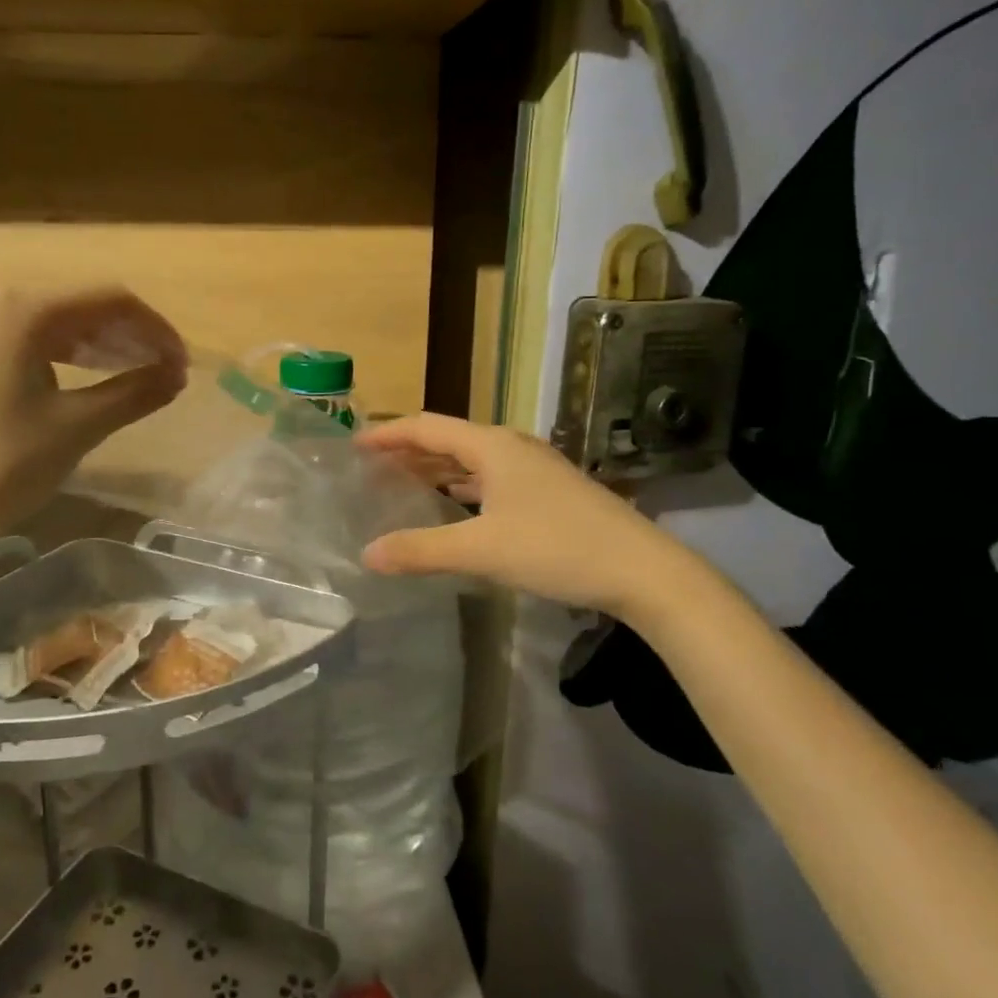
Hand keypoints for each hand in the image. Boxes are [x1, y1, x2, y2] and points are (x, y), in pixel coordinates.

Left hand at [0, 286, 187, 551]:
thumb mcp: (76, 427)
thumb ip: (134, 393)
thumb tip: (177, 376)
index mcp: (24, 307)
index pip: (111, 300)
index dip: (156, 330)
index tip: (182, 366)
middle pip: (80, 305)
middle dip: (129, 336)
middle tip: (163, 373)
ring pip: (51, 322)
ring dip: (97, 346)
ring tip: (130, 376)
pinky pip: (22, 339)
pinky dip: (61, 356)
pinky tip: (79, 381)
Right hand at [358, 414, 694, 618]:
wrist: (642, 570)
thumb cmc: (556, 548)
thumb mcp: (481, 550)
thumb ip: (421, 550)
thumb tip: (366, 554)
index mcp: (492, 446)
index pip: (427, 427)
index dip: (389, 434)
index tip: (355, 445)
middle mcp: (512, 447)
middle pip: (449, 439)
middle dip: (409, 450)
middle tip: (372, 467)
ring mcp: (535, 469)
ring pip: (472, 460)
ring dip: (437, 468)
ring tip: (403, 483)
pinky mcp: (549, 492)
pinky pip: (491, 478)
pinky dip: (463, 486)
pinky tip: (455, 505)